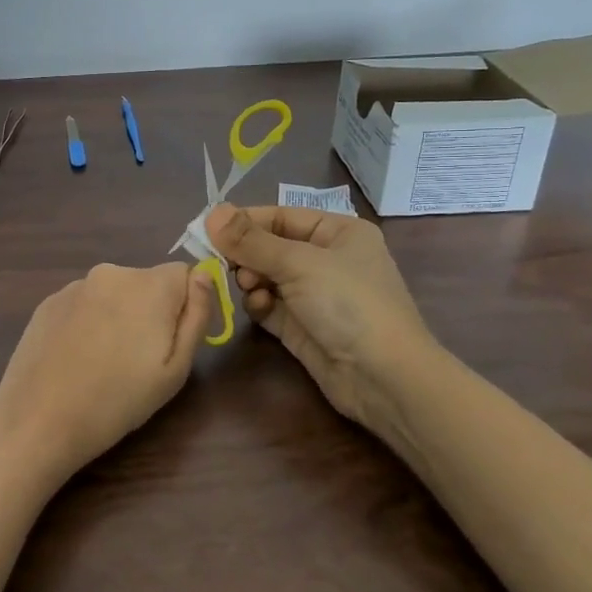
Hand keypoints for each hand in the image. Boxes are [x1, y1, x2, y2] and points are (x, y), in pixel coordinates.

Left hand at [0, 262, 213, 486]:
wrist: (38, 418)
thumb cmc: (117, 400)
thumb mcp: (174, 370)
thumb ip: (195, 317)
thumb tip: (204, 277)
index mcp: (149, 285)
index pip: (185, 273)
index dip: (185, 305)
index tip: (171, 341)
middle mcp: (112, 273)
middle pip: (148, 283)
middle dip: (151, 311)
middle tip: (138, 360)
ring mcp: (75, 285)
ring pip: (113, 294)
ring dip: (117, 316)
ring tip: (103, 363)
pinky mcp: (47, 302)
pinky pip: (83, 304)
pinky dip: (87, 323)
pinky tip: (75, 359)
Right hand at [205, 204, 437, 422]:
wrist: (383, 378)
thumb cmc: (349, 303)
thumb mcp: (299, 263)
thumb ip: (251, 240)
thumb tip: (211, 213)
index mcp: (338, 232)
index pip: (281, 216)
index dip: (245, 221)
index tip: (208, 229)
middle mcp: (327, 259)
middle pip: (270, 246)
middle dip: (246, 254)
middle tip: (224, 263)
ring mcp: (314, 295)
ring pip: (266, 276)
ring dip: (251, 279)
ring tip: (248, 287)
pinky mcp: (301, 326)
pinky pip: (269, 306)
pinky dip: (259, 305)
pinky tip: (259, 309)